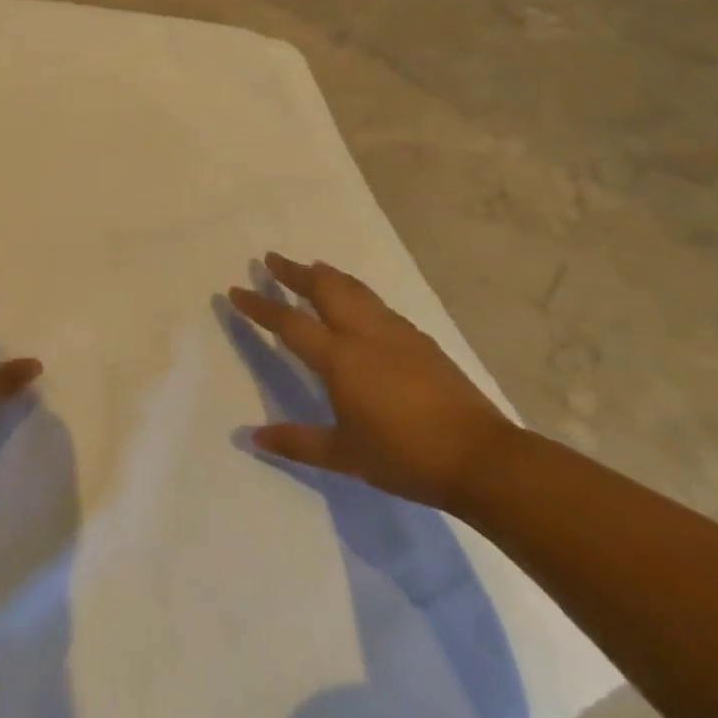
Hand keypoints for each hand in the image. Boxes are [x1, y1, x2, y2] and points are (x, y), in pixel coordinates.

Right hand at [229, 253, 514, 509]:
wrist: (482, 458)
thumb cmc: (405, 456)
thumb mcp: (345, 455)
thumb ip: (297, 442)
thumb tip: (252, 437)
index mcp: (340, 358)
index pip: (289, 322)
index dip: (260, 306)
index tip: (235, 291)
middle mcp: (364, 334)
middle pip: (324, 288)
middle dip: (295, 272)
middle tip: (272, 259)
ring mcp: (396, 333)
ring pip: (355, 290)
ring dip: (328, 275)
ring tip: (312, 266)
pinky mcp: (421, 341)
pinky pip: (378, 304)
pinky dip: (357, 292)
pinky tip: (359, 303)